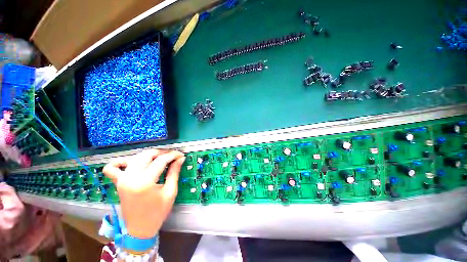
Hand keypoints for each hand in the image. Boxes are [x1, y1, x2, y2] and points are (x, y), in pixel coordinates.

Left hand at [103, 149, 184, 238]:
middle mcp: (131, 178)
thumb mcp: (170, 192)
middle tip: (172, 155)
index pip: (161, 160)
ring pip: (135, 157)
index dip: (173, 155)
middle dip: (162, 152)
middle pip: (147, 155)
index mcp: (145, 182)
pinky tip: (132, 163)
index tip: (180, 155)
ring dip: (149, 154)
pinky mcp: (118, 182)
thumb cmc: (158, 212)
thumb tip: (180, 158)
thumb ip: (174, 172)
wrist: (139, 229)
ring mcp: (122, 179)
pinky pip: (112, 167)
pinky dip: (121, 161)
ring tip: (160, 158)